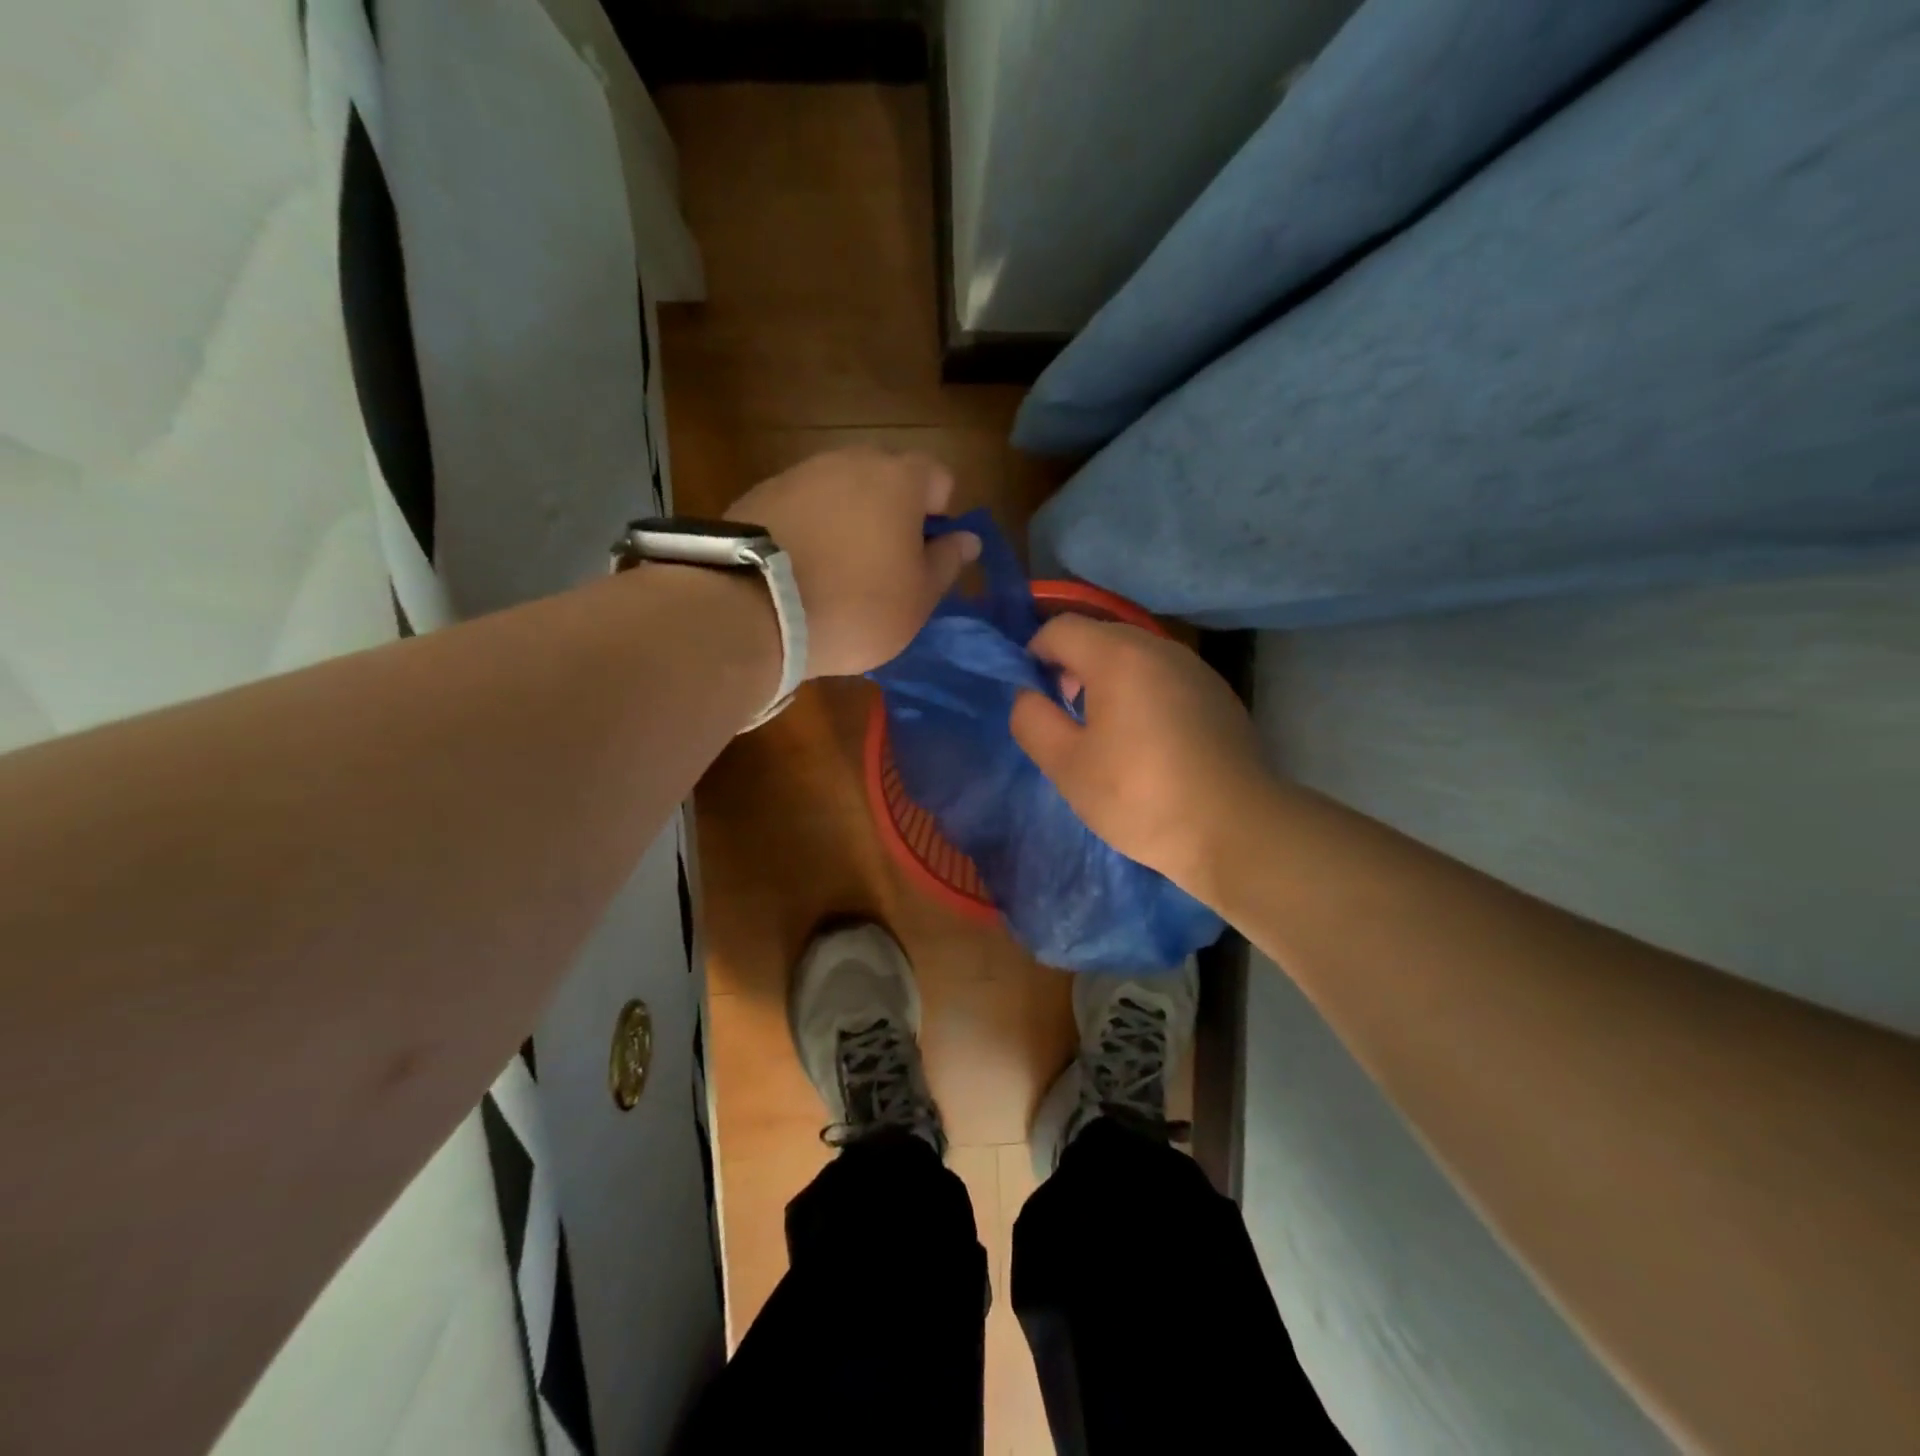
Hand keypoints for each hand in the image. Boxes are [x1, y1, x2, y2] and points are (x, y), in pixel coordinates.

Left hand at [727, 447, 979, 678]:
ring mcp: (800, 473)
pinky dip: (811, 528)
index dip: (941, 513)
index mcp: (899, 480)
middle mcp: (850, 461)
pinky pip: (802, 506)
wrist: (755, 609)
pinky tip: (802, 569)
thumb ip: (947, 562)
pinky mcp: (759, 495)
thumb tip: (968, 538)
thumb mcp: (918, 598)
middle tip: (888, 563)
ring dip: (849, 519)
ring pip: (841, 490)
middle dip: (894, 512)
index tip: (929, 552)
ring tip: (839, 570)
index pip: (938, 477)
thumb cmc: (857, 606)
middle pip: (886, 477)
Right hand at [1010, 616, 1270, 895]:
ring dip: (1107, 681)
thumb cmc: (1141, 797)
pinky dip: (1142, 693)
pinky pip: (1163, 677)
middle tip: (1064, 718)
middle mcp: (1159, 648)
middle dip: (1070, 667)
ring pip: (1134, 656)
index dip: (1033, 656)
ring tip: (1104, 733)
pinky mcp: (1217, 694)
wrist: (1237, 829)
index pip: (1060, 629)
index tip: (1032, 698)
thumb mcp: (1067, 766)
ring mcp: (1195, 669)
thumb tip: (1028, 695)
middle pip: (1099, 637)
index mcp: (1118, 656)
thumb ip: (1032, 720)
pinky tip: (1147, 741)